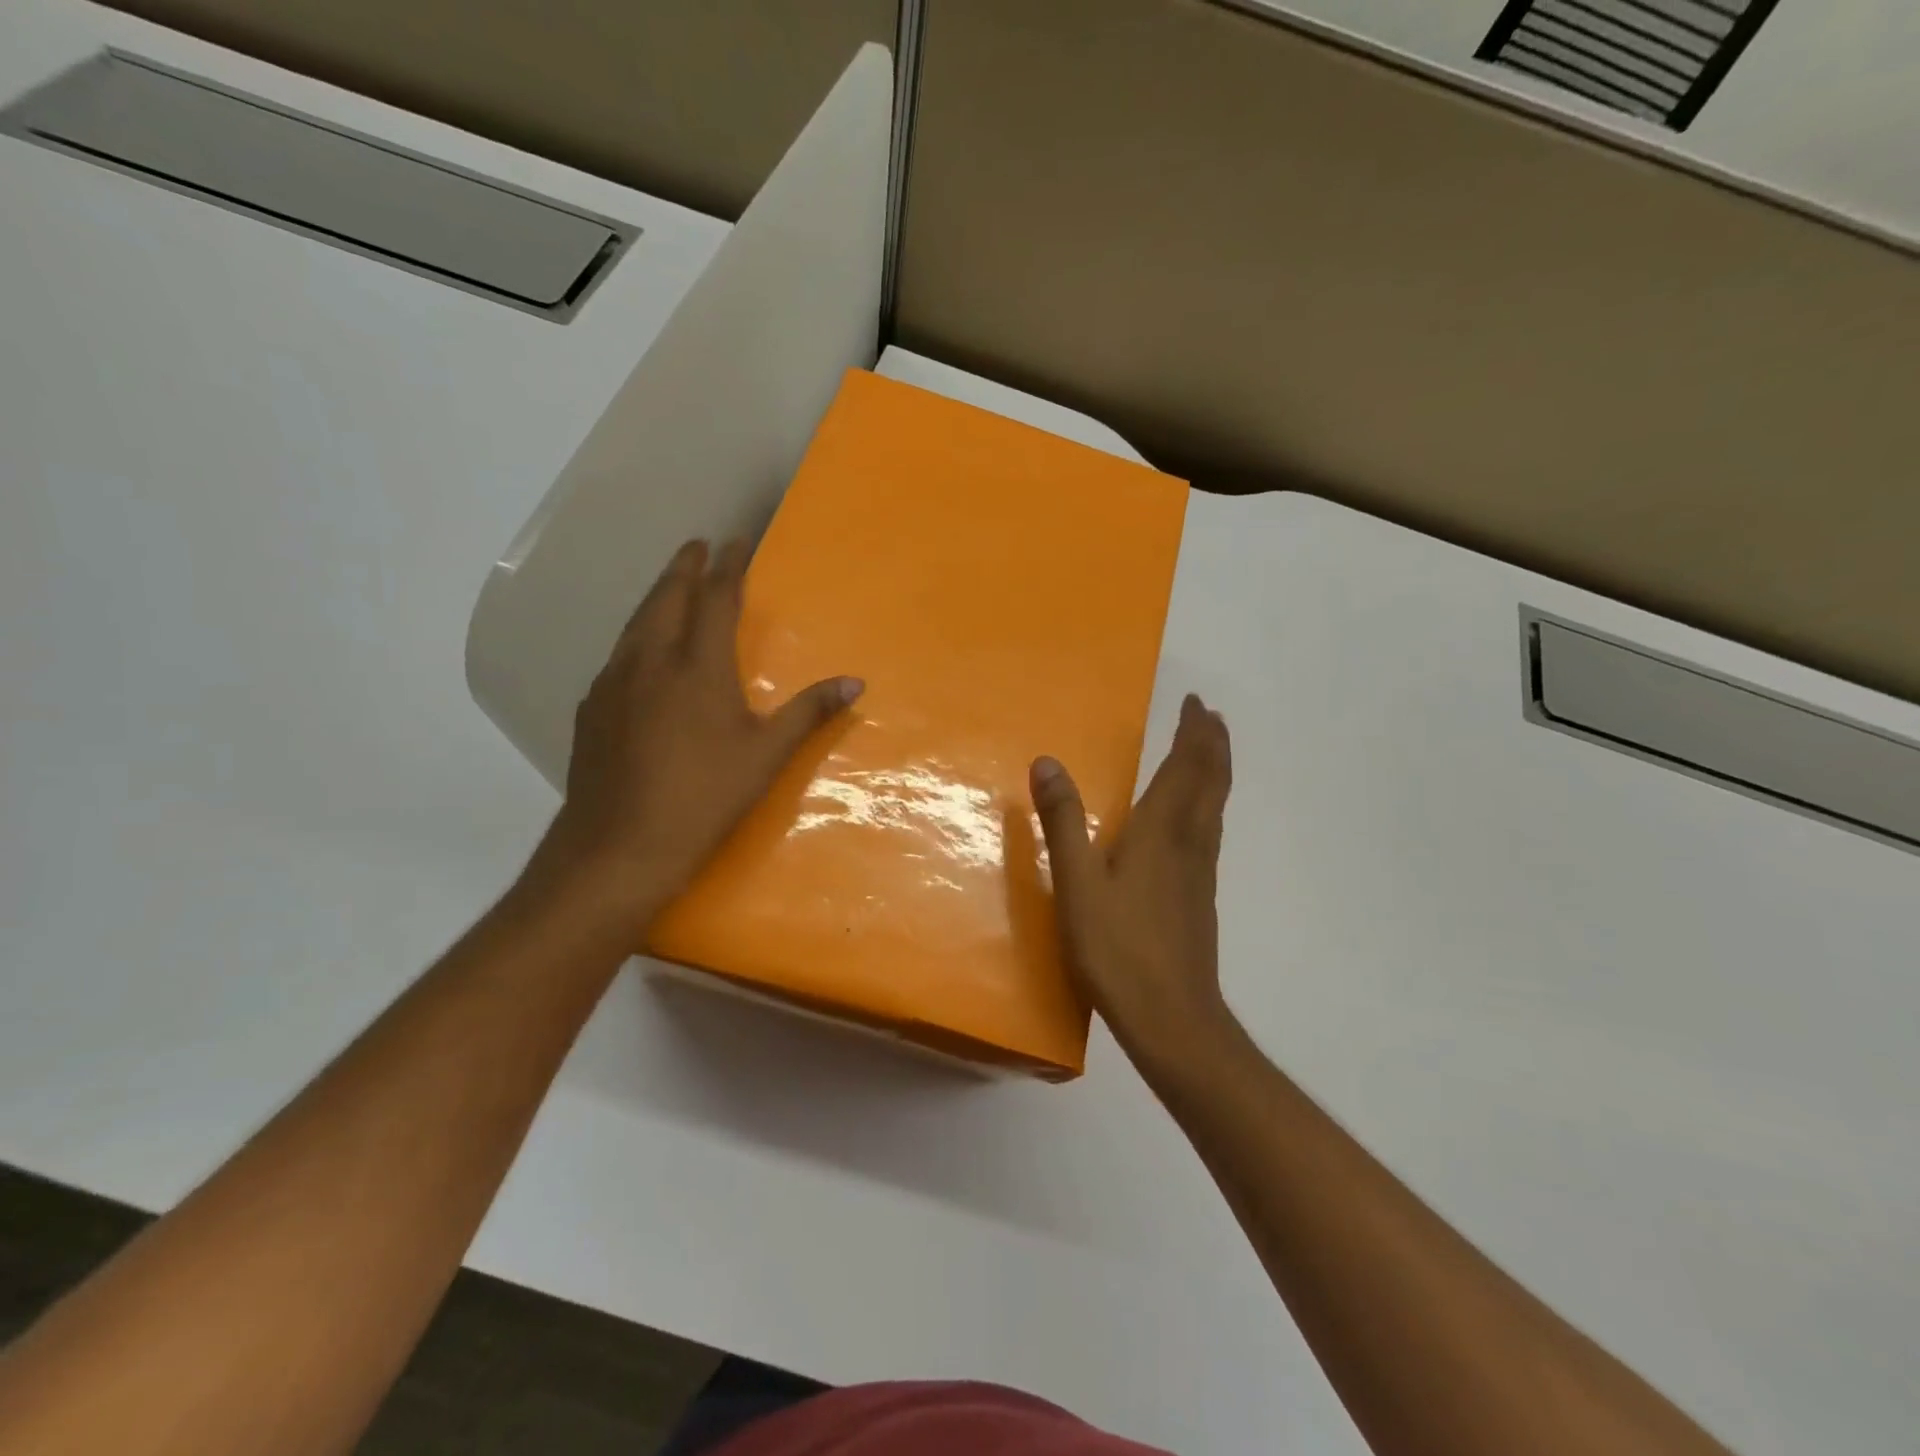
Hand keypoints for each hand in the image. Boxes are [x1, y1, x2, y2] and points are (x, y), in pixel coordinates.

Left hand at [533, 539, 862, 931]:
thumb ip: (808, 712)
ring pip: (635, 623)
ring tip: (669, 587)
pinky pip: (617, 656)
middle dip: (683, 568)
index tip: (735, 541)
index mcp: (697, 667)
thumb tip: (855, 682)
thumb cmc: (704, 798)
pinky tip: (639, 655)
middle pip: (666, 598)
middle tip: (696, 547)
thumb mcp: (766, 756)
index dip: (728, 567)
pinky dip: (635, 637)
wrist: (618, 847)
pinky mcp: (591, 710)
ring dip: (656, 597)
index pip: (715, 600)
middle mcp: (650, 661)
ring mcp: (613, 684)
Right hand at [1030, 693, 1235, 1066]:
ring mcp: (1200, 871)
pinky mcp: (1200, 896)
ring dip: (1214, 770)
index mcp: (1162, 831)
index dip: (1193, 732)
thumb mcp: (1077, 882)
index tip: (1195, 703)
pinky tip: (1194, 819)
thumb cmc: (1119, 947)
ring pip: (1216, 806)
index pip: (1185, 766)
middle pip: (1211, 780)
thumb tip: (1047, 761)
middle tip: (1209, 715)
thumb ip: (1063, 821)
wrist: (1172, 1017)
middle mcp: (1190, 842)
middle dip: (1212, 743)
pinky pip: (1210, 830)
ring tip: (1208, 751)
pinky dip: (1208, 803)